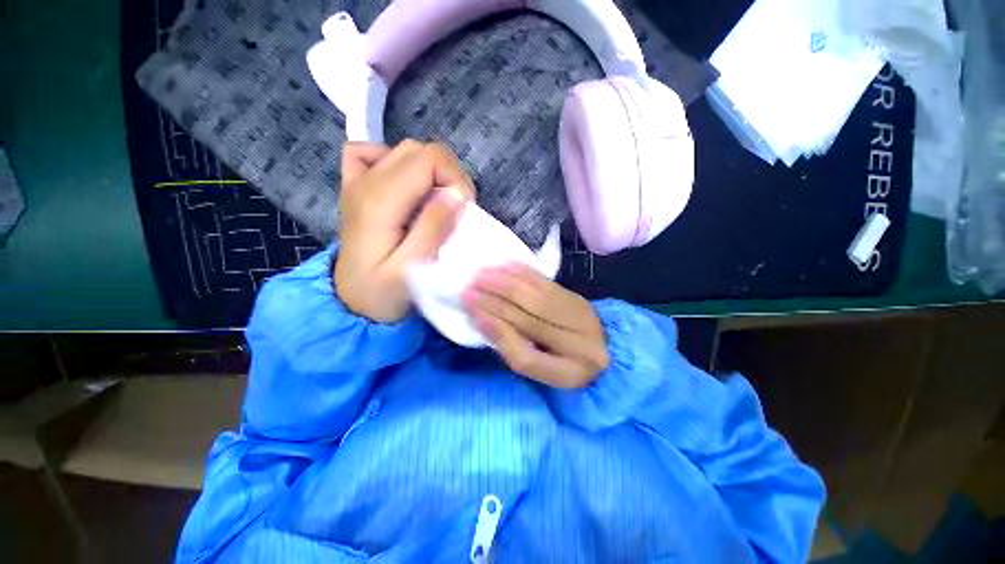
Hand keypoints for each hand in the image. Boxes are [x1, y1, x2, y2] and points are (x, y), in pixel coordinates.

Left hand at [336, 140, 474, 322]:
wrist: (350, 302)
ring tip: (437, 204)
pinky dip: (397, 163)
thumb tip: (456, 194)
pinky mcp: (357, 187)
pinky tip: (405, 186)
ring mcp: (358, 181)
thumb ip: (433, 229)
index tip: (464, 210)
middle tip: (455, 211)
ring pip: (405, 150)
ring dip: (432, 173)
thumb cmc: (382, 293)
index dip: (455, 179)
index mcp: (379, 200)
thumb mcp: (410, 269)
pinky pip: (372, 154)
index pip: (429, 159)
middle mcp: (366, 181)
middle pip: (420, 150)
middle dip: (449, 176)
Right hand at [462, 264, 609, 388]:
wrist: (602, 347)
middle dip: (495, 303)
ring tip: (481, 275)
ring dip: (506, 284)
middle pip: (530, 320)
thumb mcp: (540, 369)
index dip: (498, 334)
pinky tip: (505, 265)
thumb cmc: (563, 362)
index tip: (474, 314)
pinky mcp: (577, 296)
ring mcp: (581, 316)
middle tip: (469, 289)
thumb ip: (513, 350)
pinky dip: (524, 273)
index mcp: (568, 374)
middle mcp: (579, 344)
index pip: (526, 357)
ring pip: (537, 297)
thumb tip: (483, 319)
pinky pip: (546, 282)